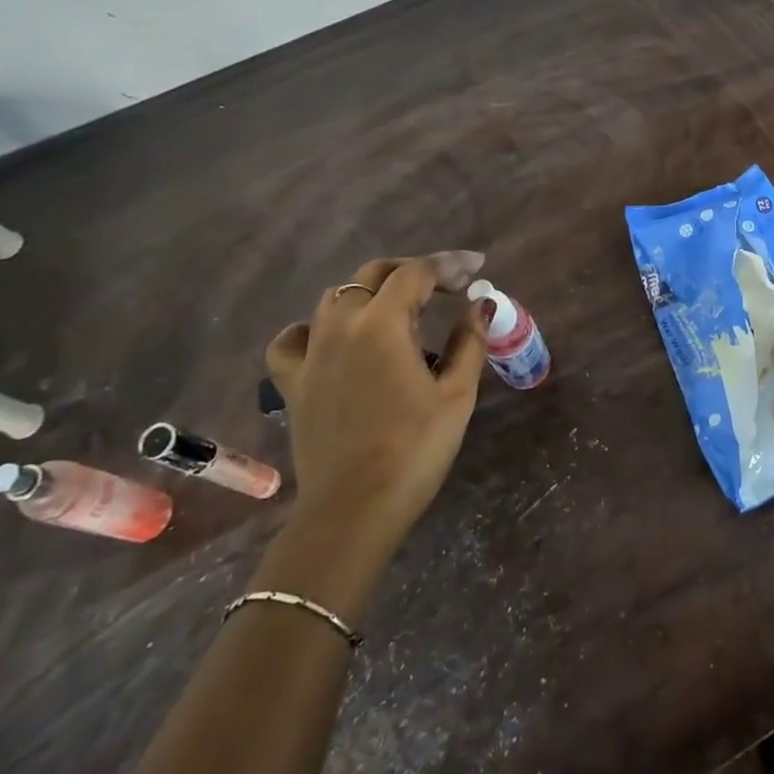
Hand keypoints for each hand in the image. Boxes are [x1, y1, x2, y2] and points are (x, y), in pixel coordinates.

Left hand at [265, 252, 486, 542]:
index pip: (415, 273)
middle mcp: (340, 326)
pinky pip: (294, 339)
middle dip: (412, 272)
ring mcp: (311, 354)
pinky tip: (333, 340)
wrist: (355, 507)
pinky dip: (314, 329)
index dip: (448, 265)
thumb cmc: (415, 449)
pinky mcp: (293, 382)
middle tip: (445, 285)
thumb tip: (480, 304)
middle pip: (373, 275)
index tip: (475, 270)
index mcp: (382, 324)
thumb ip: (469, 341)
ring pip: (335, 299)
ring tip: (399, 312)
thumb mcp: (456, 394)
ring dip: (370, 293)